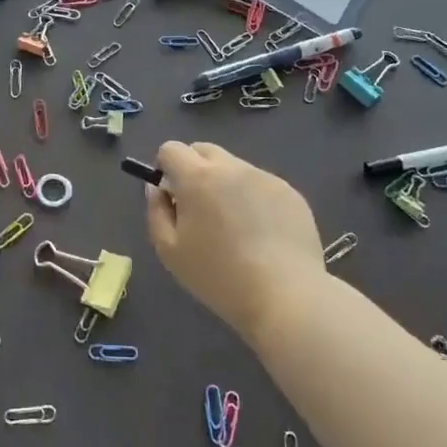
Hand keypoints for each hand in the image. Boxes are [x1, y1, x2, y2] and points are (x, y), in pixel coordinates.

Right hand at [145, 140, 323, 346]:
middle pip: (203, 150)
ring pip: (234, 167)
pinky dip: (253, 198)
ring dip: (225, 184)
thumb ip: (156, 211)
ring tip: (235, 227)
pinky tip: (261, 234)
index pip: (171, 149)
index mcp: (198, 177)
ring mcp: (264, 177)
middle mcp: (232, 167)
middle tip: (199, 208)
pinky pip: (260, 184)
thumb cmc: (219, 276)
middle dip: (193, 169)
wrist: (286, 297)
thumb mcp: (170, 251)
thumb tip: (157, 188)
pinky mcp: (290, 192)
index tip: (171, 196)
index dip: (165, 168)